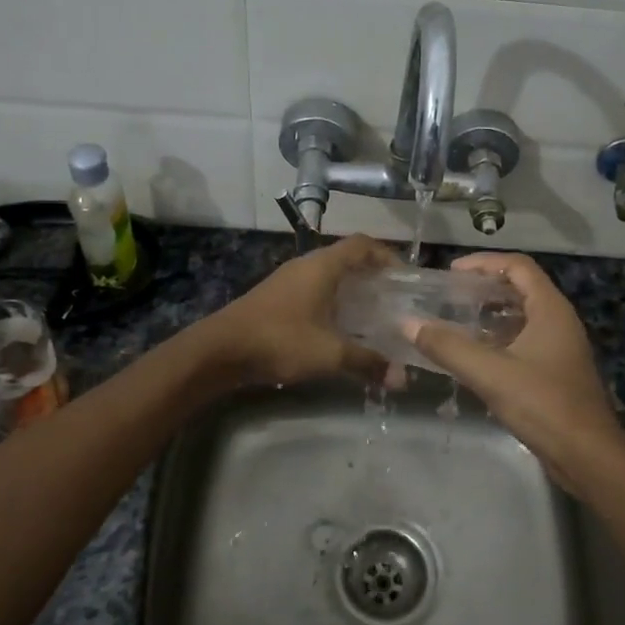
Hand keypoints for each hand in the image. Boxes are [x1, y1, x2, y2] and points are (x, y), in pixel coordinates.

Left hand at [195, 233, 396, 388]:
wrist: (219, 350)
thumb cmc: (280, 340)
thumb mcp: (330, 354)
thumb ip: (368, 362)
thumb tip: (403, 379)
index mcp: (323, 266)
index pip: (363, 244)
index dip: (387, 256)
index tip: (405, 278)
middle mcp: (306, 265)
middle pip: (347, 258)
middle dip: (372, 276)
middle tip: (394, 301)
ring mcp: (287, 280)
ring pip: (328, 276)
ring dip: (350, 290)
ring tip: (371, 316)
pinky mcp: (275, 298)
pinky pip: (313, 290)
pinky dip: (331, 302)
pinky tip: (337, 328)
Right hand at [403, 253, 624, 494]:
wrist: (588, 457)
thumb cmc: (544, 405)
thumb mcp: (491, 373)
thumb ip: (448, 347)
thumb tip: (408, 323)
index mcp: (550, 309)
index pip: (518, 266)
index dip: (484, 262)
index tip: (451, 272)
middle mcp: (558, 321)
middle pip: (520, 289)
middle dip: (483, 288)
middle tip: (447, 296)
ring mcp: (559, 348)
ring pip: (520, 318)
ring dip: (488, 316)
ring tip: (453, 322)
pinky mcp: (555, 373)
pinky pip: (523, 342)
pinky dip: (497, 341)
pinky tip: (472, 357)